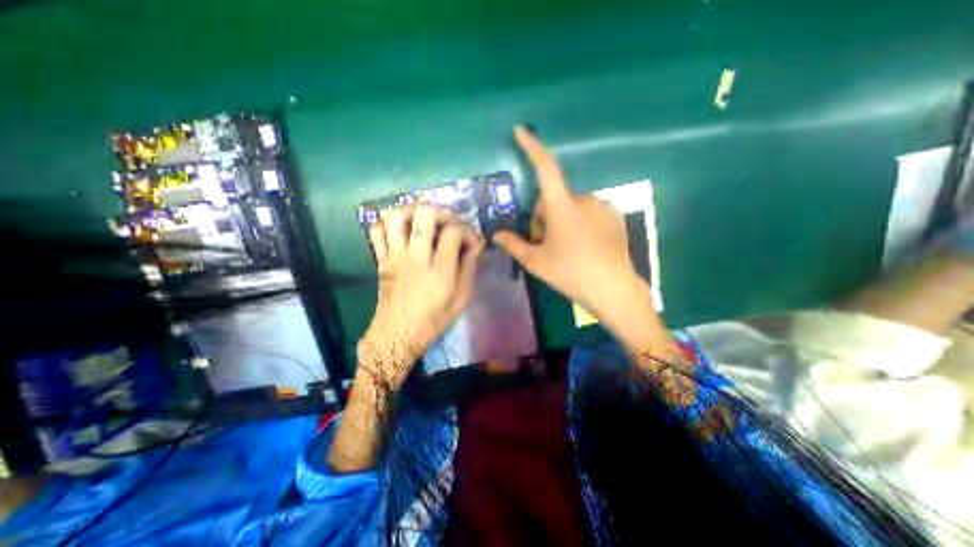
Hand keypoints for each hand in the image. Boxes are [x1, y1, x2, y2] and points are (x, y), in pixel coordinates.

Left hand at [360, 202, 483, 385]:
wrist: (397, 334)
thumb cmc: (434, 319)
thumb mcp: (461, 298)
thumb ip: (469, 268)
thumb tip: (476, 244)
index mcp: (440, 269)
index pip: (453, 232)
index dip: (466, 230)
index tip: (471, 240)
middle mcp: (416, 256)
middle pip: (424, 215)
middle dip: (441, 211)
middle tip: (448, 220)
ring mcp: (395, 256)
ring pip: (396, 217)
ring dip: (412, 210)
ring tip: (424, 218)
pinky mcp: (381, 259)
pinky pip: (376, 231)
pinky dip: (387, 223)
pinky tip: (401, 229)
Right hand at [495, 127, 644, 321]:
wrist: (612, 289)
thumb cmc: (570, 273)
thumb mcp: (536, 261)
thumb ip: (514, 245)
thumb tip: (496, 235)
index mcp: (562, 206)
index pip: (545, 168)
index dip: (532, 147)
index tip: (522, 131)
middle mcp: (584, 199)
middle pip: (555, 200)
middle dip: (545, 218)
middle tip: (544, 245)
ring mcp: (603, 207)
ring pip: (572, 208)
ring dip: (563, 222)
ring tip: (566, 250)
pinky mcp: (616, 217)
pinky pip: (590, 214)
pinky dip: (581, 225)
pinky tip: (585, 248)